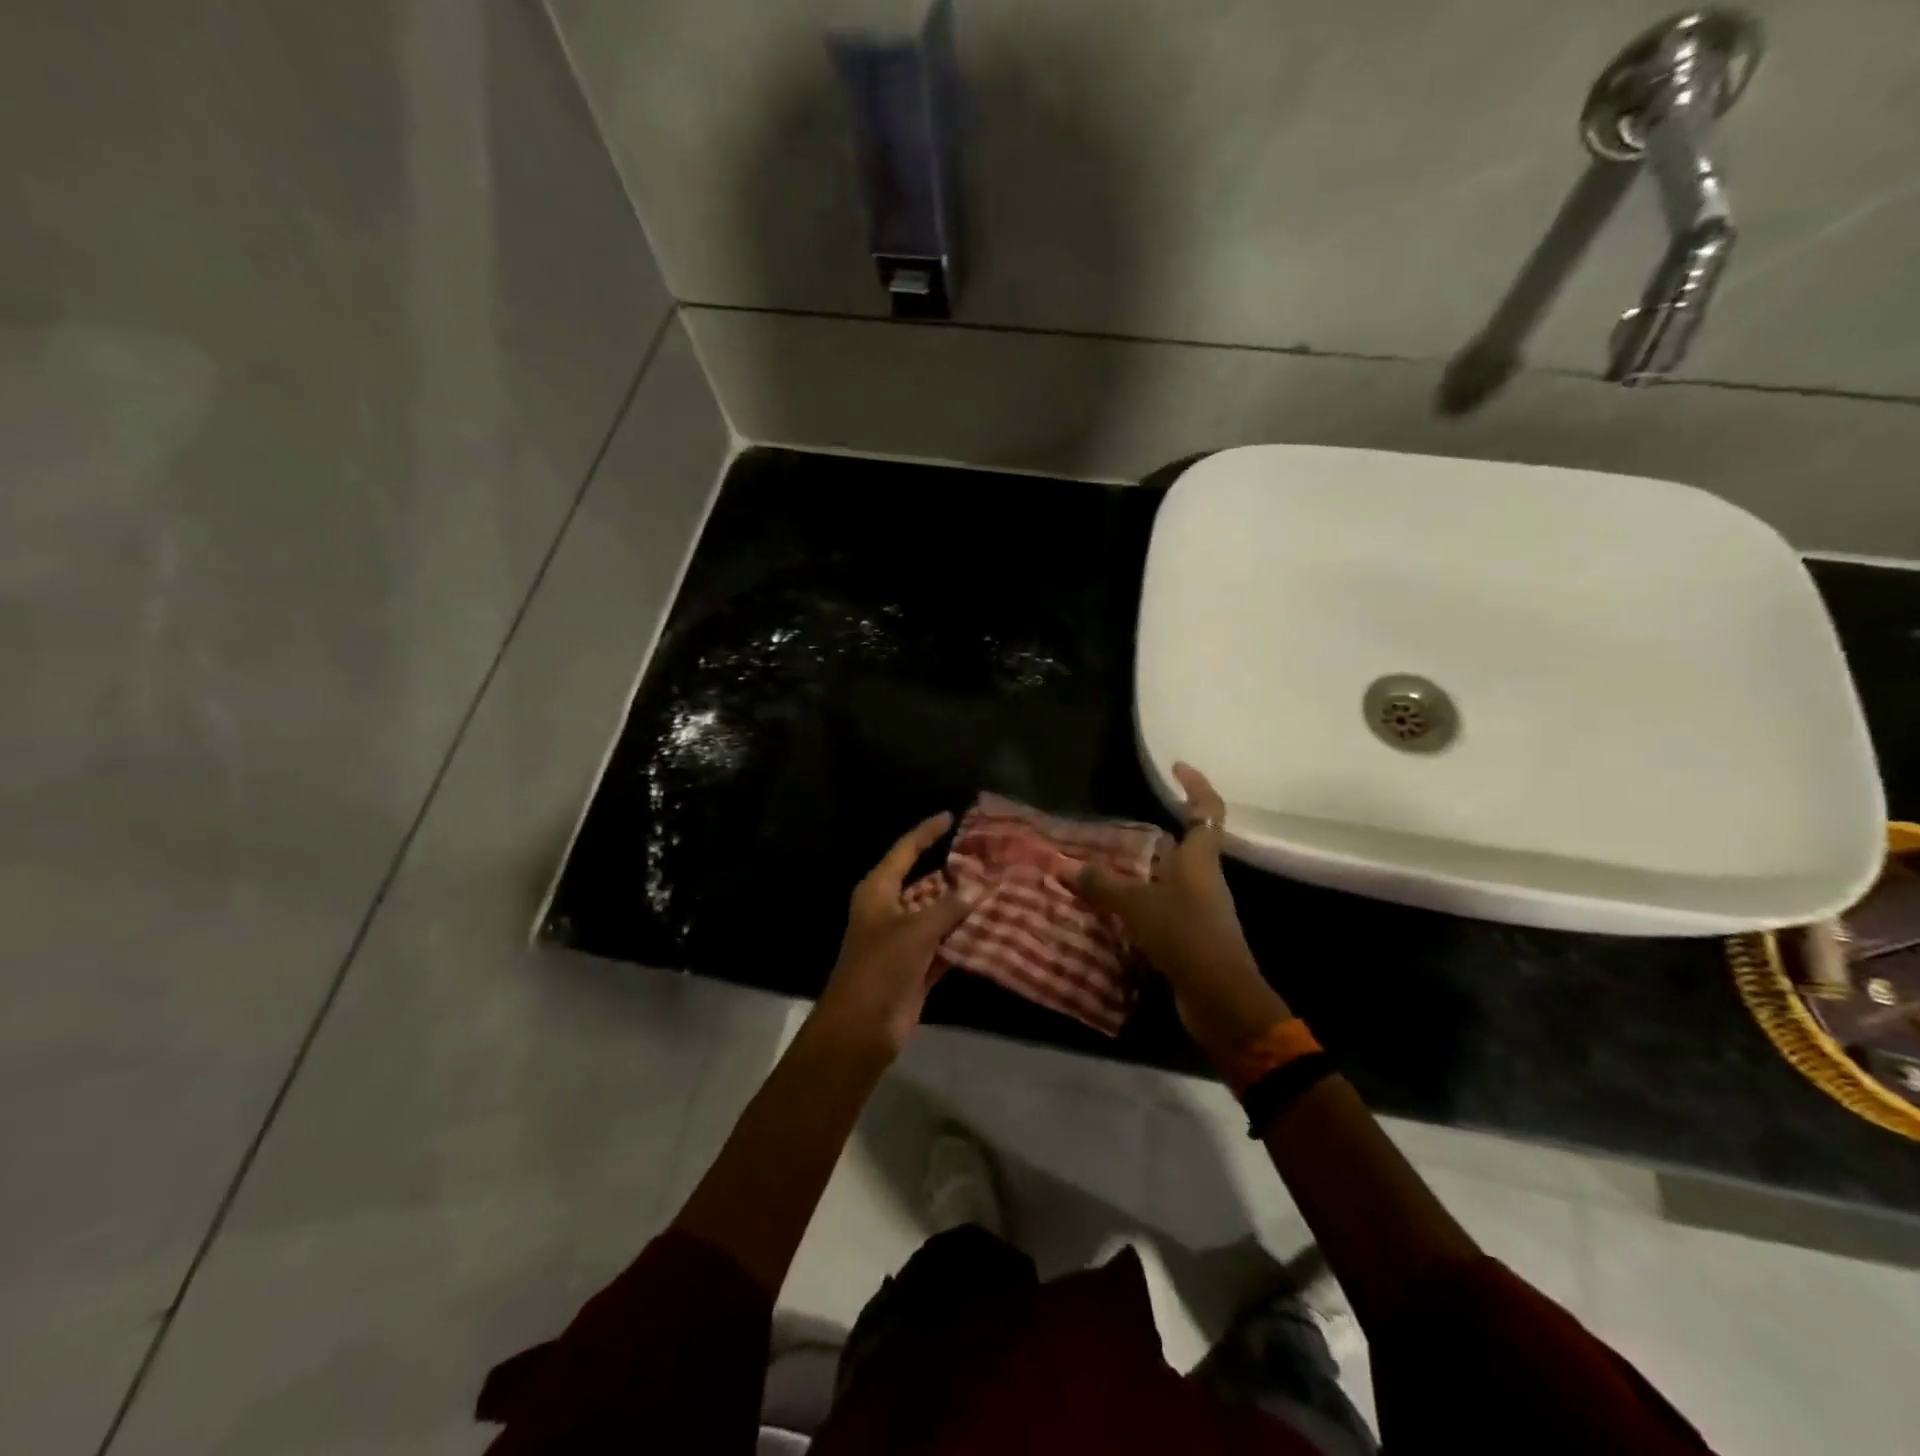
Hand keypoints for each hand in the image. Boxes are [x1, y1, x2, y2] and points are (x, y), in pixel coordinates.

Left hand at [815, 812, 979, 1057]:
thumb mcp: (915, 930)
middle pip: (926, 882)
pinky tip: (992, 928)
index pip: (905, 851)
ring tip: (999, 890)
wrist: (861, 1027)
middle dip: (954, 874)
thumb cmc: (880, 966)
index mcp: (879, 891)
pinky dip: (963, 938)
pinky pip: (945, 943)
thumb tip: (978, 885)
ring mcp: (904, 939)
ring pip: (938, 914)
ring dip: (963, 907)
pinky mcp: (917, 966)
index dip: (926, 833)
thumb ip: (949, 906)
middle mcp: (890, 909)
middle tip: (990, 859)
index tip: (950, 817)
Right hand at [1076, 764, 1289, 1067]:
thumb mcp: (1136, 905)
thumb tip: (1066, 866)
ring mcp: (1202, 908)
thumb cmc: (1183, 934)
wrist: (1220, 997)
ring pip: (1171, 878)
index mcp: (1200, 859)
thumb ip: (1102, 885)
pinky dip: (1142, 903)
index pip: (1207, 809)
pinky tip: (1114, 910)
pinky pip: (1164, 907)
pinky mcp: (1193, 935)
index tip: (1176, 767)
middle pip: (1187, 844)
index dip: (1195, 784)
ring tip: (1106, 868)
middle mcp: (1205, 878)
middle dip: (1156, 833)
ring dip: (1143, 872)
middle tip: (1119, 828)